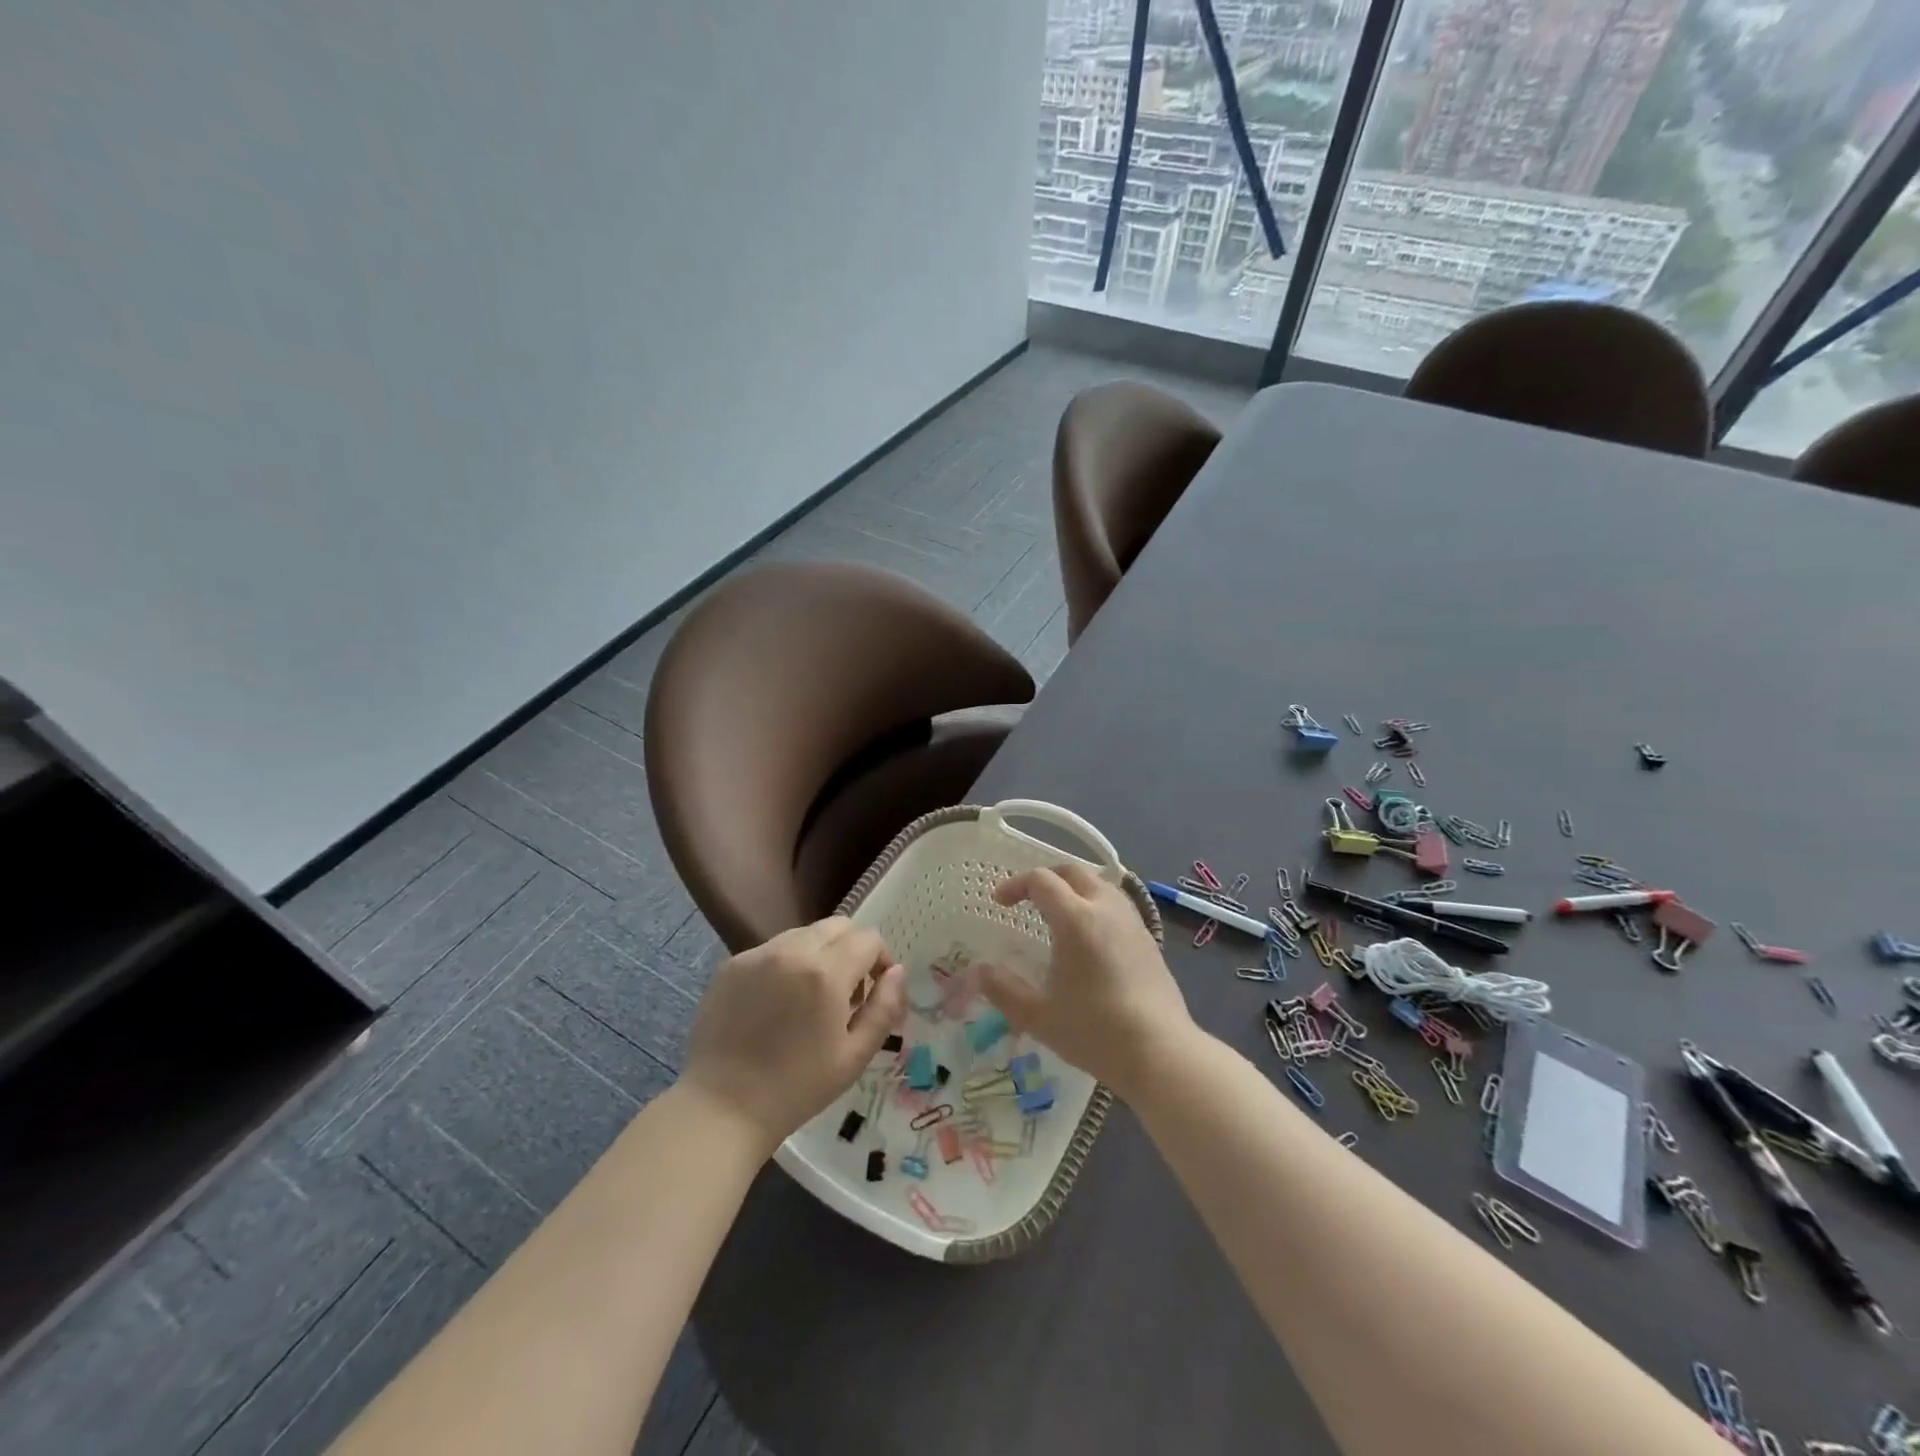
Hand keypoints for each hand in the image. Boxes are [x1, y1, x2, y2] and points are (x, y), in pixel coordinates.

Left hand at [681, 917, 906, 1153]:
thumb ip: (884, 1008)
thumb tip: (897, 972)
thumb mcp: (855, 1056)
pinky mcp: (731, 965)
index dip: (882, 959)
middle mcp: (792, 950)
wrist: (721, 1108)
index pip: (868, 938)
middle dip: (853, 949)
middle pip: (838, 925)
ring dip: (820, 953)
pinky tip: (778, 1004)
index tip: (877, 989)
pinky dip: (787, 964)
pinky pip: (773, 950)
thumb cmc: (796, 1088)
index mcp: (826, 972)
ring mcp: (757, 954)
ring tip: (812, 998)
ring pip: (804, 934)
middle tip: (848, 992)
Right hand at [977, 863, 1191, 1098]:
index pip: (1041, 881)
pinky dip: (1095, 906)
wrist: (1161, 1053)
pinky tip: (1089, 939)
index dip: (1016, 885)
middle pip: (1073, 872)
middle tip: (1027, 899)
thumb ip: (1003, 989)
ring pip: (1100, 885)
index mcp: (1076, 918)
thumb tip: (978, 971)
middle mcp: (1105, 909)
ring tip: (1058, 915)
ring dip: (1074, 889)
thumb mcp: (1038, 1015)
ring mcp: (1132, 922)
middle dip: (1046, 878)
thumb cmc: (1094, 1031)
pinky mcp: (1148, 939)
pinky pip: (1116, 905)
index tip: (1000, 903)